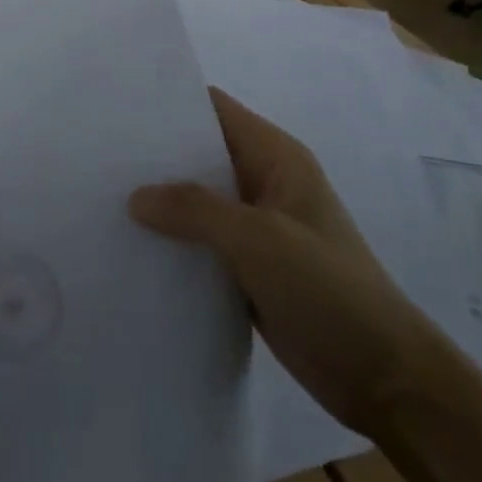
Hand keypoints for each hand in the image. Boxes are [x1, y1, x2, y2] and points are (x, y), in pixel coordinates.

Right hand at [129, 88, 450, 433]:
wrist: (386, 380)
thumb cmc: (329, 290)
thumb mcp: (261, 240)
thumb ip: (196, 210)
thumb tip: (135, 196)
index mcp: (276, 158)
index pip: (215, 109)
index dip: (170, 102)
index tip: (118, 106)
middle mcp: (263, 182)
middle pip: (200, 153)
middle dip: (155, 154)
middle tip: (96, 153)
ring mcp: (256, 227)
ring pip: (196, 200)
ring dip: (159, 201)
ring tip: (99, 196)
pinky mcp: (248, 267)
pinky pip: (201, 241)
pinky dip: (172, 240)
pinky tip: (130, 245)